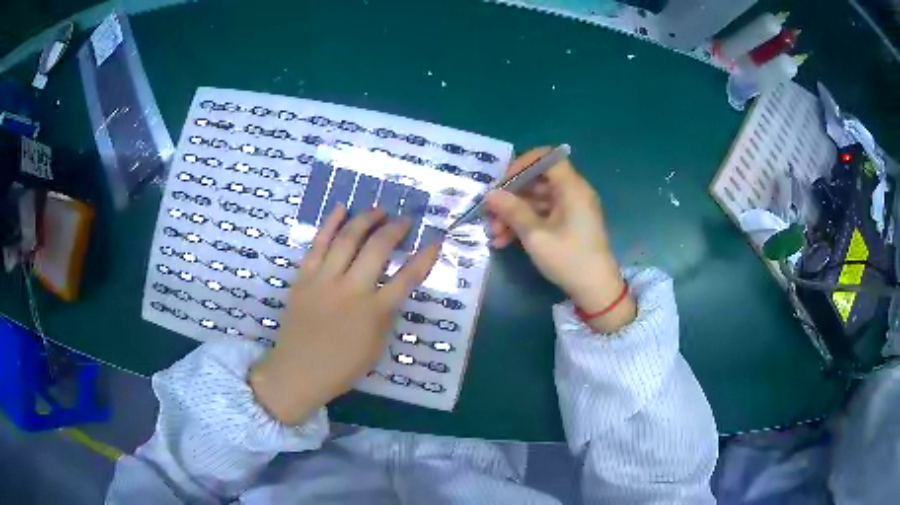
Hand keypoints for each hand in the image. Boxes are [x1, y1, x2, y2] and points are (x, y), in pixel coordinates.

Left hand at [250, 206, 439, 424]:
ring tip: (378, 210)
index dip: (424, 258)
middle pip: (377, 248)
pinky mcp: (304, 277)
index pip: (407, 278)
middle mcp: (351, 290)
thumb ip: (385, 315)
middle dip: (395, 229)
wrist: (297, 371)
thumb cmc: (340, 367)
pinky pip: (318, 244)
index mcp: (373, 312)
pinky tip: (342, 208)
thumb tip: (391, 290)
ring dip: (366, 219)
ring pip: (347, 239)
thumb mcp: (376, 347)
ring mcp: (324, 280)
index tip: (435, 242)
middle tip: (404, 220)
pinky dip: (330, 223)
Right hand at [487, 148, 636, 332]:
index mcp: (572, 188)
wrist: (596, 290)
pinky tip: (504, 241)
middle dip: (511, 197)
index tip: (503, 182)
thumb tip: (490, 194)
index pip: (547, 158)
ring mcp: (571, 210)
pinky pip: (543, 215)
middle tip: (490, 212)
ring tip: (493, 234)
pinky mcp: (568, 225)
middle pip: (538, 181)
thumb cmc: (569, 259)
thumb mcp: (535, 236)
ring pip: (536, 201)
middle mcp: (573, 193)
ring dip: (513, 214)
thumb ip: (512, 211)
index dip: (522, 164)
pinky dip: (524, 225)